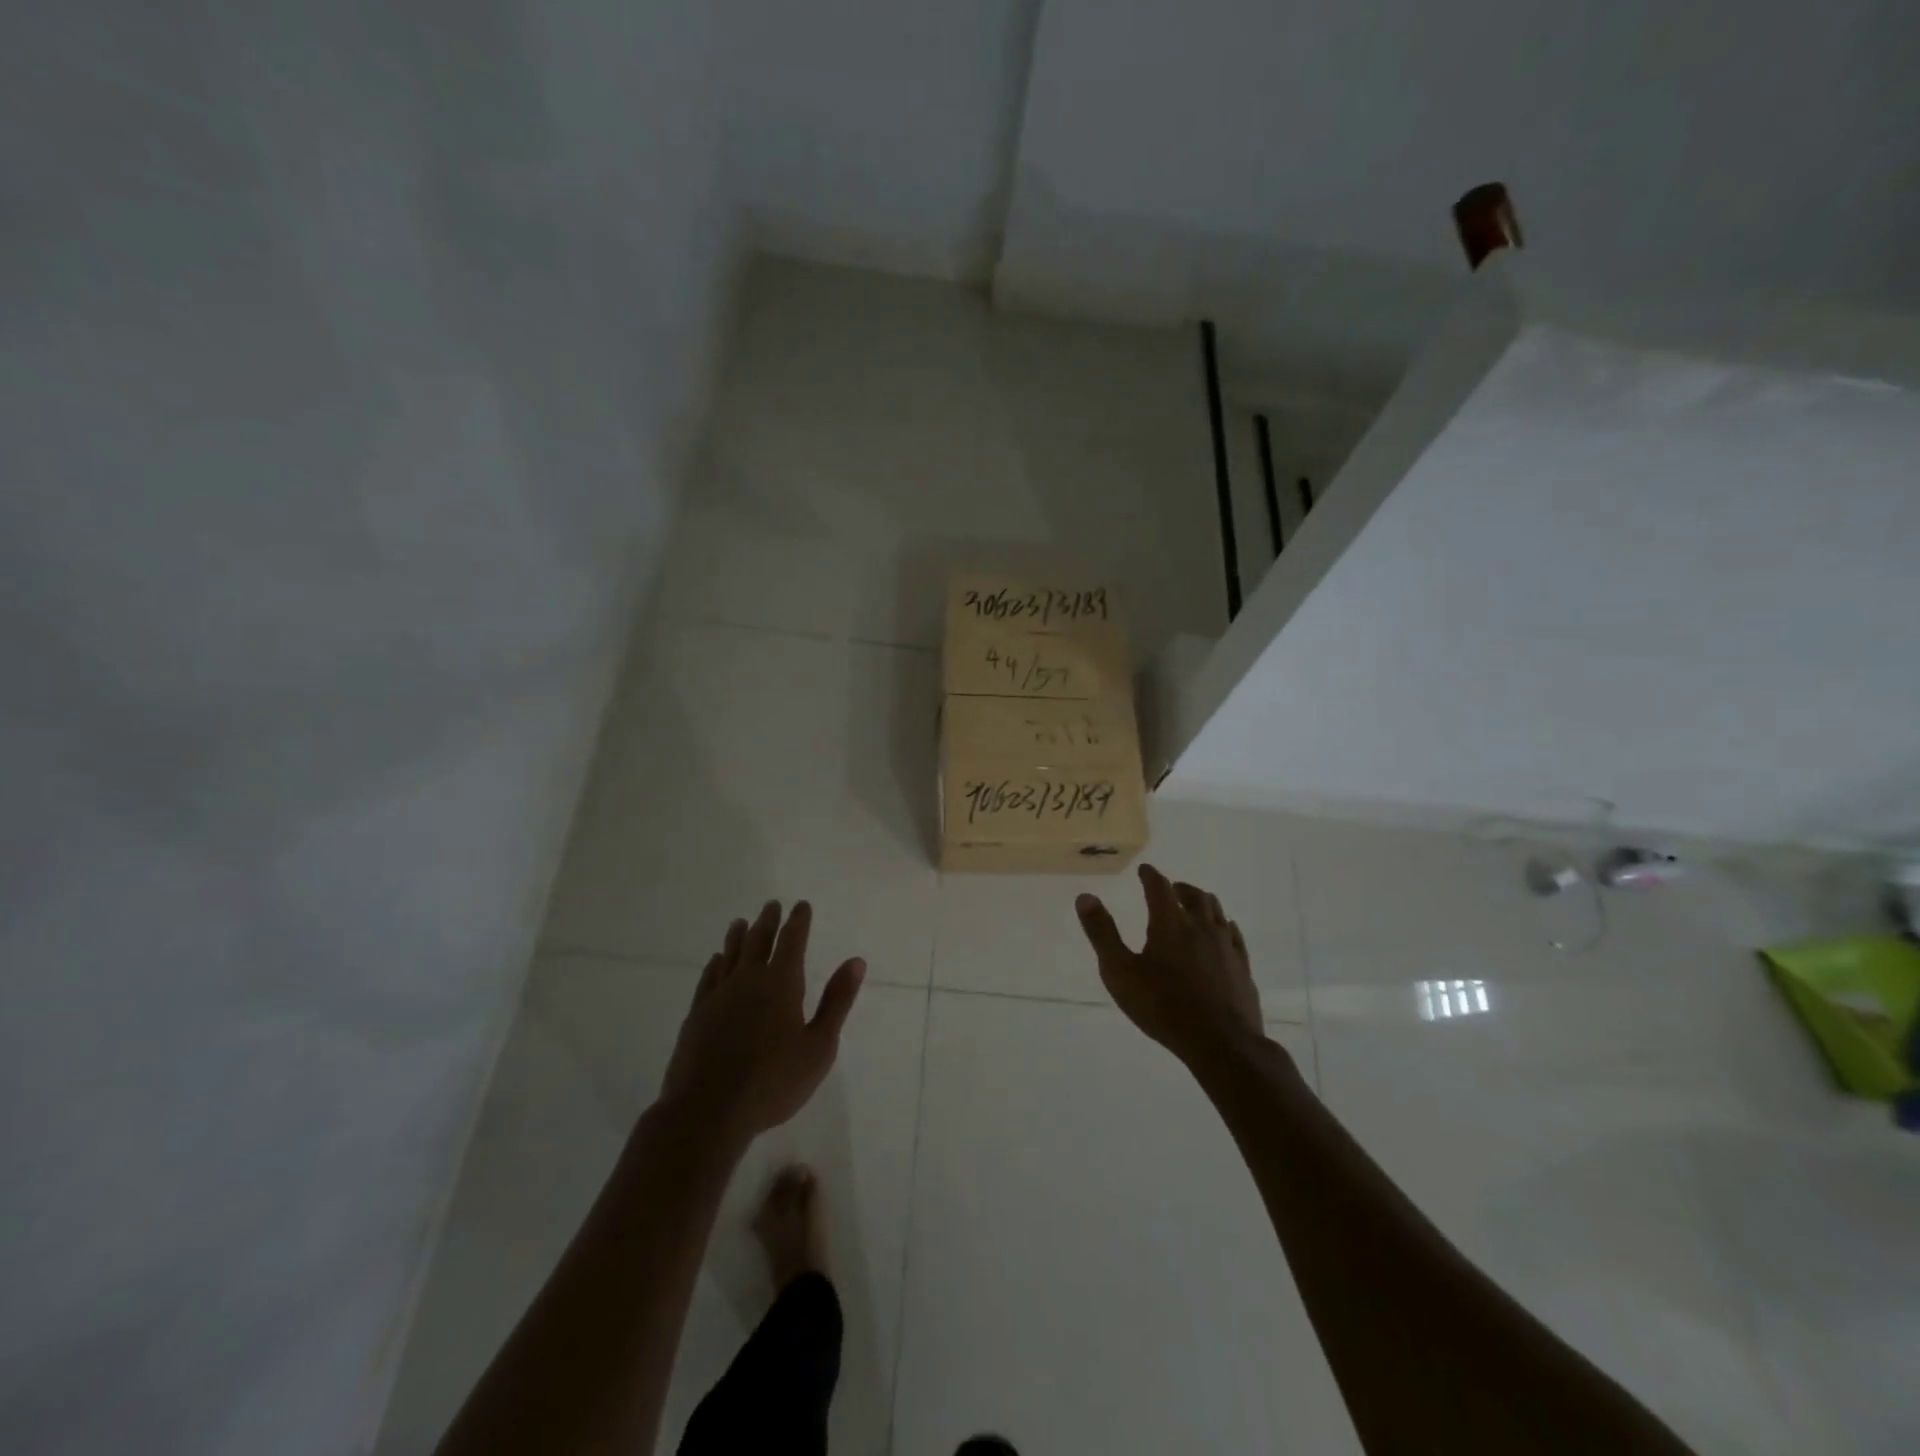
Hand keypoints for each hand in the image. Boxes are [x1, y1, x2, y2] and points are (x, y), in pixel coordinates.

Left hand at [659, 900, 864, 1144]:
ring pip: (730, 954)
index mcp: (781, 983)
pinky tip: (716, 961)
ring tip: (740, 922)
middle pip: (758, 940)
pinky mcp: (697, 1015)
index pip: (792, 941)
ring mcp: (718, 996)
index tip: (801, 905)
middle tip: (772, 905)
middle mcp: (748, 980)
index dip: (798, 921)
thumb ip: (837, 1001)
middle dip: (768, 921)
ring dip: (738, 935)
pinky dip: (715, 963)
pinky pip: (708, 977)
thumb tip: (856, 961)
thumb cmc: (773, 1082)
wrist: (708, 1111)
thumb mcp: (819, 1046)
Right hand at [1075, 864, 1265, 1066]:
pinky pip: (1234, 934)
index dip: (1150, 875)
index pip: (1159, 887)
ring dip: (1202, 902)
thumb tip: (1085, 896)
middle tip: (1170, 888)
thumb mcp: (1120, 972)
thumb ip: (1102, 933)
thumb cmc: (1163, 1006)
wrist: (1220, 1042)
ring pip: (1216, 911)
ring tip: (1193, 905)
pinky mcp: (1242, 966)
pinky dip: (1223, 925)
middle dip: (1179, 888)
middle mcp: (1201, 926)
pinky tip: (1223, 932)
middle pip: (1194, 895)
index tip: (1144, 869)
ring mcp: (1226, 945)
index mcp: (1170, 923)